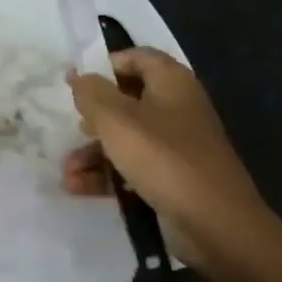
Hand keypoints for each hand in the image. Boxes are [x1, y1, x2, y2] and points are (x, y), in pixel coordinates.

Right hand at [63, 47, 271, 265]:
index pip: (137, 57)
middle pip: (128, 100)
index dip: (106, 64)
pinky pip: (133, 167)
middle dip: (93, 116)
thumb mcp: (116, 120)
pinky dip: (106, 174)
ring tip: (66, 170)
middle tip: (72, 125)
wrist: (215, 224)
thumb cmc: (163, 158)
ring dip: (93, 152)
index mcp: (171, 83)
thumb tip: (78, 74)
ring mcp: (177, 145)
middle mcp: (177, 108)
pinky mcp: (173, 177)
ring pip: (126, 137)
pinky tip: (77, 187)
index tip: (77, 81)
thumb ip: (91, 93)